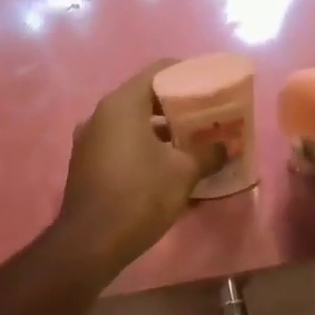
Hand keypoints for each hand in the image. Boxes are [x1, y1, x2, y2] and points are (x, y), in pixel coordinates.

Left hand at [56, 60, 218, 274]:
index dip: (187, 74)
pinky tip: (167, 165)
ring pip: (132, 123)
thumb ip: (208, 153)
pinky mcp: (87, 164)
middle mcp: (100, 115)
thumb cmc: (140, 196)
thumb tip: (227, 146)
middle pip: (145, 97)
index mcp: (122, 105)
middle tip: (206, 116)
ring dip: (161, 130)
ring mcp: (89, 140)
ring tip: (192, 141)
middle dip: (177, 106)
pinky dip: (144, 146)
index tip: (210, 85)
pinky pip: (121, 143)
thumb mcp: (183, 173)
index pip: (158, 71)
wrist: (91, 243)